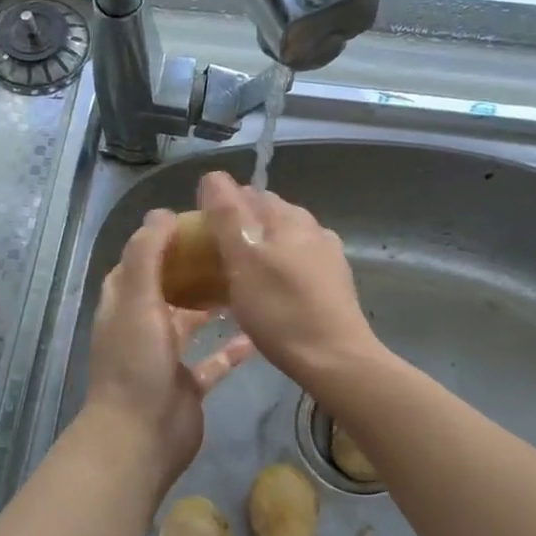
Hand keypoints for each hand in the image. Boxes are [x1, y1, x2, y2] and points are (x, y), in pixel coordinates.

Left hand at [85, 208, 253, 486]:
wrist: (141, 437)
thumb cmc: (137, 363)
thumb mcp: (137, 300)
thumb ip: (147, 255)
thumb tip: (162, 213)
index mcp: (123, 304)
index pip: (138, 262)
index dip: (159, 241)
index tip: (194, 223)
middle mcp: (141, 326)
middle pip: (166, 288)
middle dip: (192, 268)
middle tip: (228, 249)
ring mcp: (164, 358)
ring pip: (189, 322)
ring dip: (210, 304)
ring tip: (243, 282)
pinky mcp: (187, 385)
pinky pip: (212, 362)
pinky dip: (230, 350)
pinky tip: (255, 336)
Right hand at [197, 171, 380, 386]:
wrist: (335, 358)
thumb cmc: (281, 310)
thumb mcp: (243, 261)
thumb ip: (227, 216)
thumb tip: (213, 176)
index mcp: (288, 216)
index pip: (247, 193)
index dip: (220, 206)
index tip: (201, 234)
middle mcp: (311, 226)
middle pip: (267, 215)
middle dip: (241, 227)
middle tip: (214, 257)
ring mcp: (328, 255)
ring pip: (284, 240)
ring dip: (261, 249)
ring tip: (239, 277)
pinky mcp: (335, 282)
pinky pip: (298, 263)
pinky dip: (278, 269)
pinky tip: (270, 293)